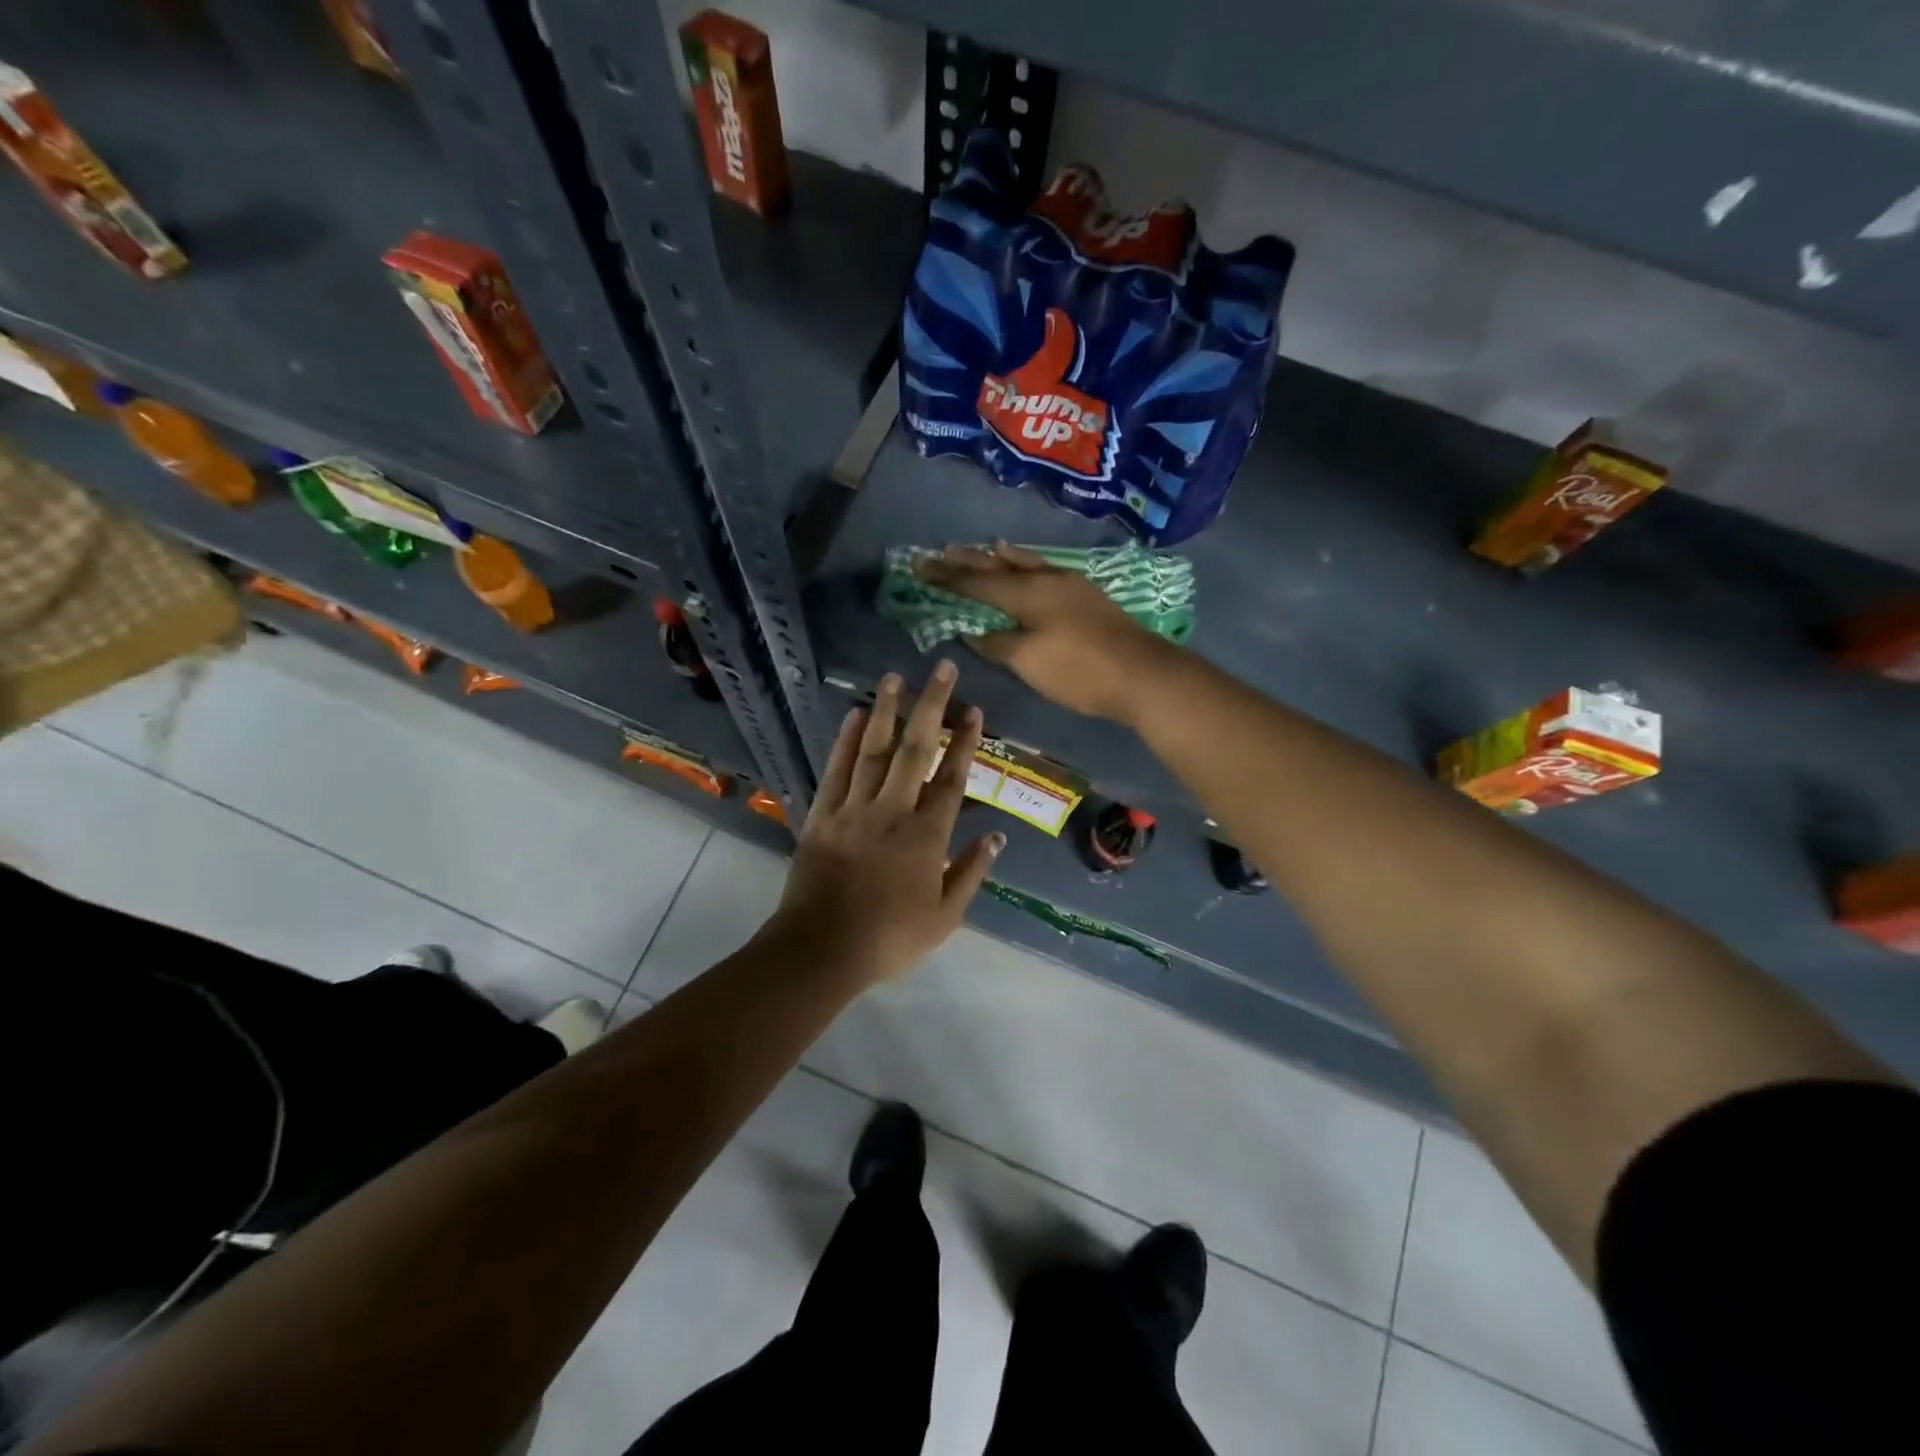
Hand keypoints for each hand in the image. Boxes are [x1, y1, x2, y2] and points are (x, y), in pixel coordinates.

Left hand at [771, 661, 1003, 986]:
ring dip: (887, 711)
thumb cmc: (889, 938)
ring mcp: (854, 809)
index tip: (973, 710)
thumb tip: (996, 836)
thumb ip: (971, 872)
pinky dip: (845, 741)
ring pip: (873, 751)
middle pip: (916, 750)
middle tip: (941, 668)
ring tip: (895, 677)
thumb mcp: (945, 917)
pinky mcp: (822, 815)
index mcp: (926, 836)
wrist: (821, 950)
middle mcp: (892, 811)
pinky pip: (836, 770)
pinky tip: (855, 715)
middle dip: (931, 706)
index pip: (952, 779)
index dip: (965, 742)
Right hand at [916, 542, 1169, 722]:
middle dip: (966, 561)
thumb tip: (972, 632)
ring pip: (1025, 564)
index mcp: (1027, 595)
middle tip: (938, 552)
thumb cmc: (1080, 670)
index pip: (976, 583)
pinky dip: (1028, 565)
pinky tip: (1031, 567)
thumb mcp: (1030, 662)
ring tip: (983, 547)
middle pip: (998, 567)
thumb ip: (998, 644)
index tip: (918, 565)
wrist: (1142, 674)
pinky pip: (1045, 570)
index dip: (945, 576)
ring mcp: (1070, 585)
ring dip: (999, 557)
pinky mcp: (1087, 596)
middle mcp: (1045, 580)